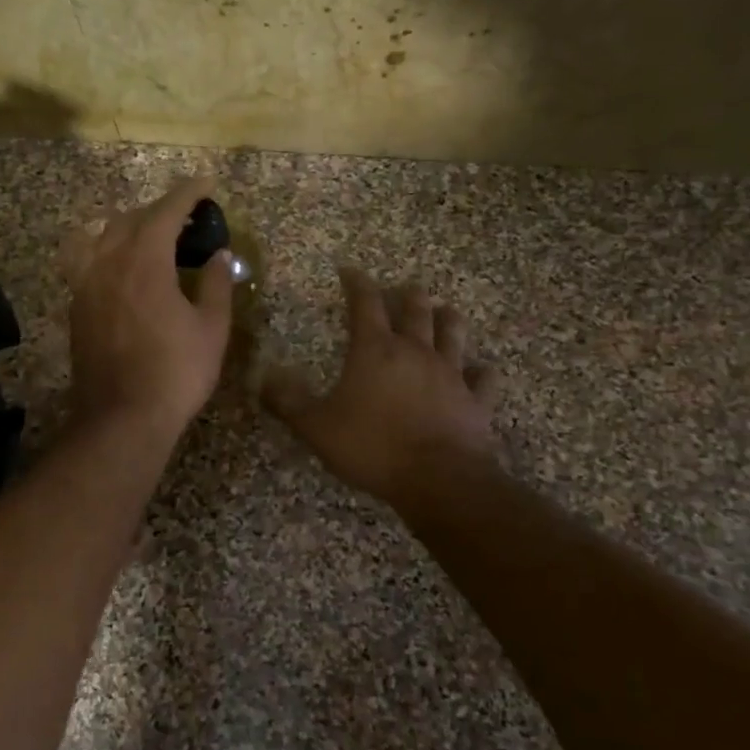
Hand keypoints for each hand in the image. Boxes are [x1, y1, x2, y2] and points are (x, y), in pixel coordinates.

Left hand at [62, 177, 234, 441]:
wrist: (121, 418)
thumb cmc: (175, 373)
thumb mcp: (211, 328)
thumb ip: (215, 284)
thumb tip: (219, 255)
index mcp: (144, 260)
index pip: (166, 211)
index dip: (188, 193)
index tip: (206, 183)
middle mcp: (109, 262)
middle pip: (131, 218)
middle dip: (160, 209)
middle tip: (187, 215)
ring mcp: (86, 284)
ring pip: (104, 236)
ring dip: (131, 226)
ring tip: (153, 236)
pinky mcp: (77, 306)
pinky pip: (89, 260)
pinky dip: (109, 249)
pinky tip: (123, 265)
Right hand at [264, 268, 499, 508]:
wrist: (439, 479)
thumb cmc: (373, 446)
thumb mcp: (317, 427)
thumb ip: (289, 402)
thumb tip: (265, 379)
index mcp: (376, 350)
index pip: (365, 304)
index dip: (357, 283)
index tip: (350, 270)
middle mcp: (416, 352)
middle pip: (416, 310)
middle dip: (408, 295)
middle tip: (405, 289)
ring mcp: (451, 374)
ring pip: (453, 333)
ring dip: (448, 319)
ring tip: (444, 312)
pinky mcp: (476, 401)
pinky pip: (483, 379)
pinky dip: (481, 372)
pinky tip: (481, 370)